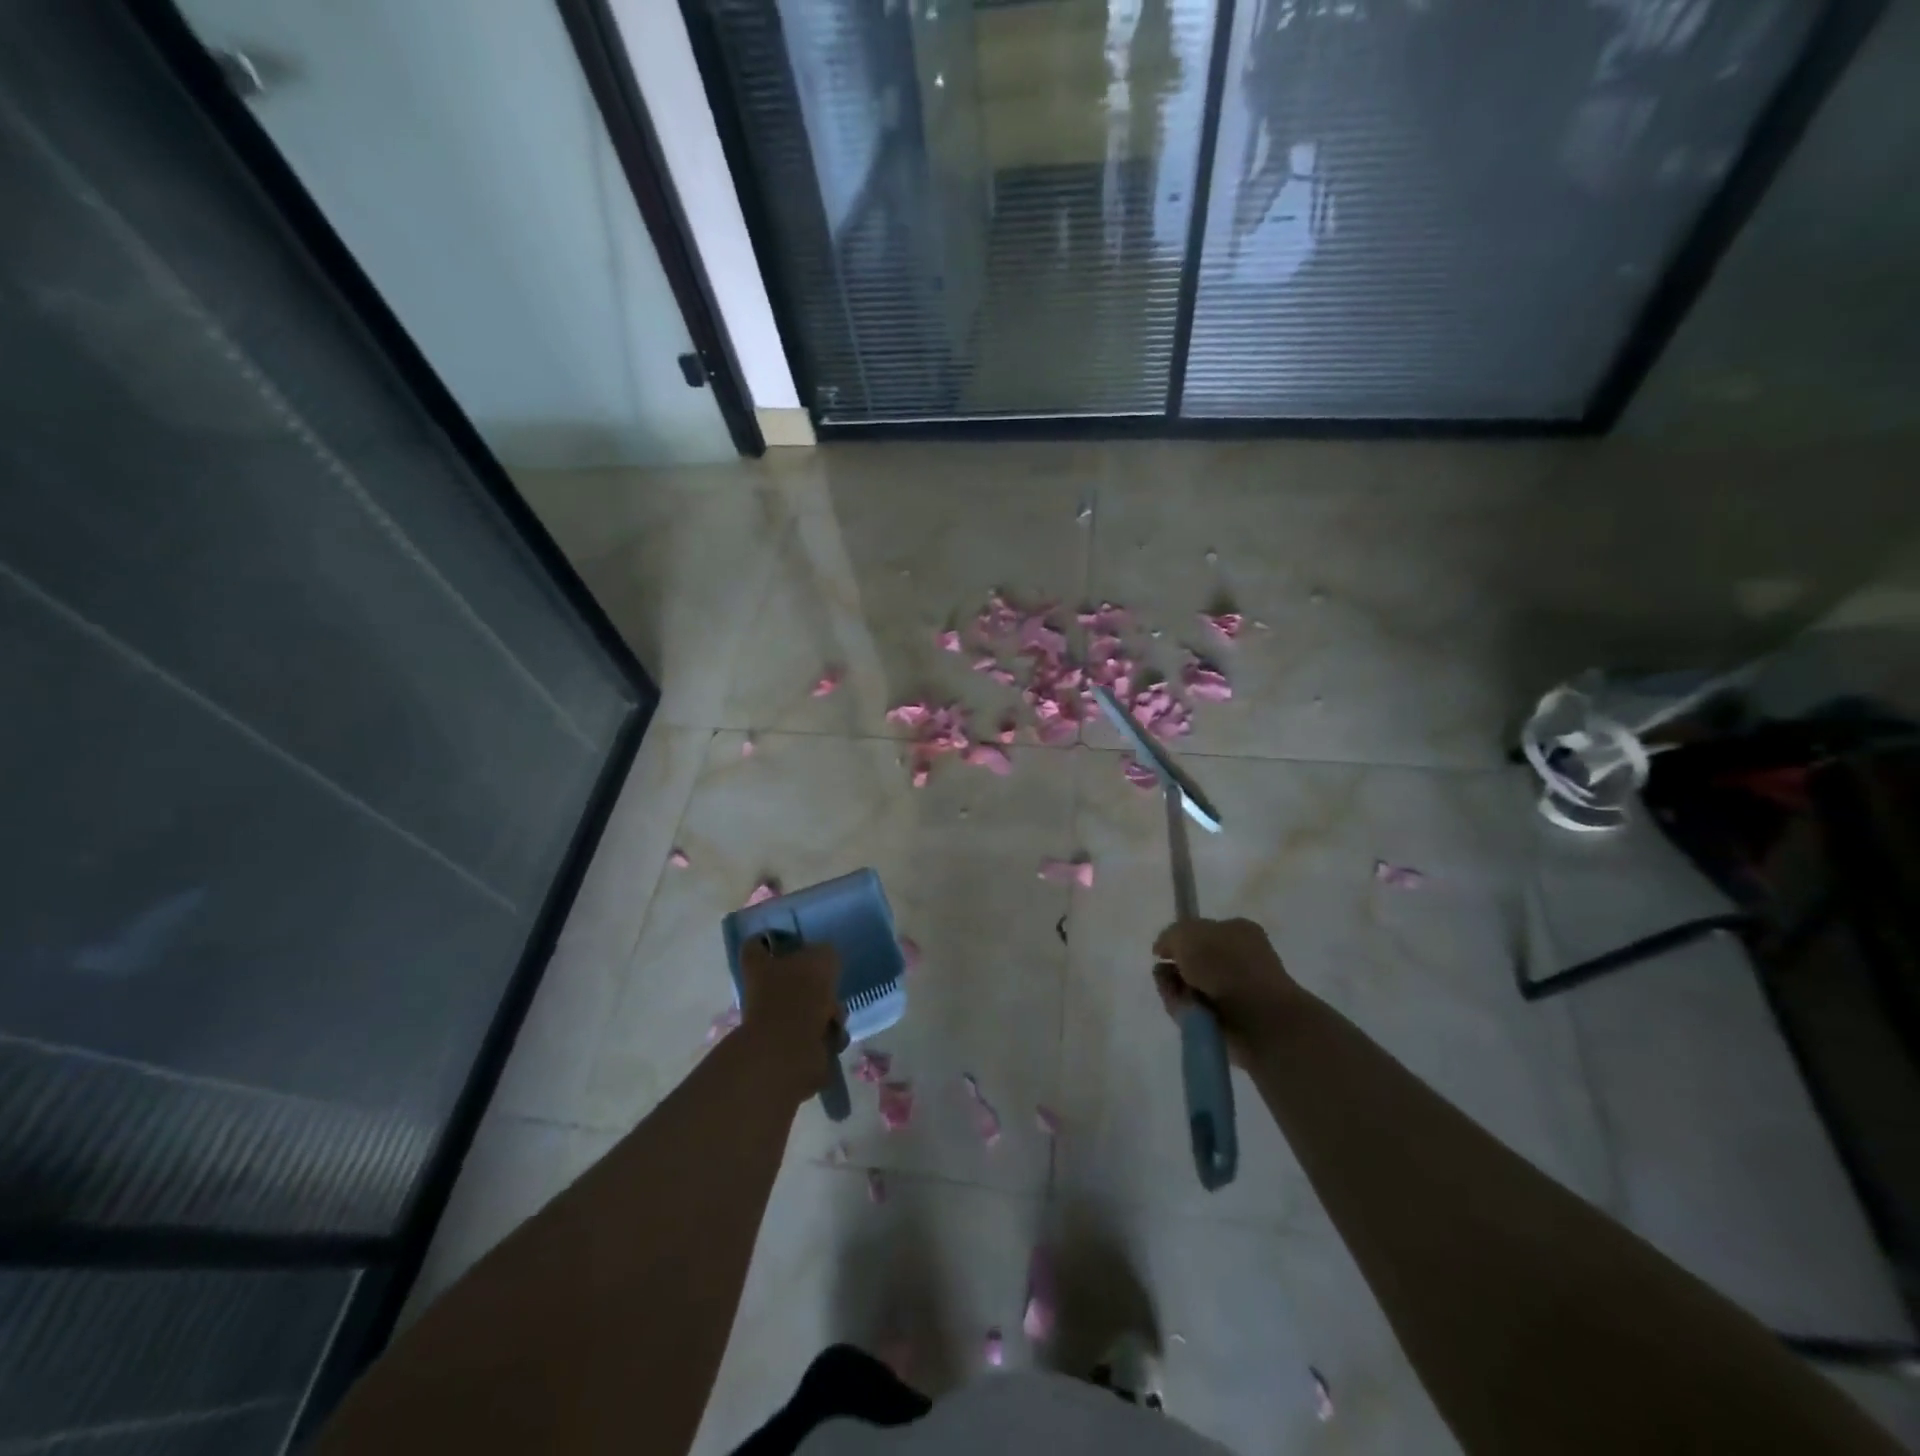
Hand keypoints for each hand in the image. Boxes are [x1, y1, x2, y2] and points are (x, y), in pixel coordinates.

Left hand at [736, 937, 842, 1104]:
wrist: (791, 1049)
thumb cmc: (801, 993)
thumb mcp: (821, 957)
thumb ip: (824, 952)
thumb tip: (823, 957)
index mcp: (759, 965)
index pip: (757, 944)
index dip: (772, 939)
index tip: (793, 941)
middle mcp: (760, 991)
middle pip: (789, 979)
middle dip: (816, 984)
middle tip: (831, 985)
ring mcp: (772, 1021)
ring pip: (807, 1007)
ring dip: (826, 1011)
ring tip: (835, 1016)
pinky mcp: (787, 1047)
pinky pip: (815, 1033)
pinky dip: (827, 1034)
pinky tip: (835, 1035)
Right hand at [1152, 917, 1302, 1064]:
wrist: (1259, 1019)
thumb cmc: (1226, 966)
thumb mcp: (1187, 934)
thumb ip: (1170, 936)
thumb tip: (1163, 950)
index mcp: (1237, 931)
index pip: (1201, 931)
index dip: (1179, 940)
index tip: (1162, 952)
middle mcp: (1239, 958)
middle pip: (1192, 961)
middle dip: (1174, 969)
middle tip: (1164, 975)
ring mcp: (1236, 991)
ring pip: (1191, 987)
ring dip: (1176, 990)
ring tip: (1177, 996)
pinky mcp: (1231, 1021)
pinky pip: (1196, 1012)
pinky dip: (1185, 1011)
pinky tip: (1185, 1011)